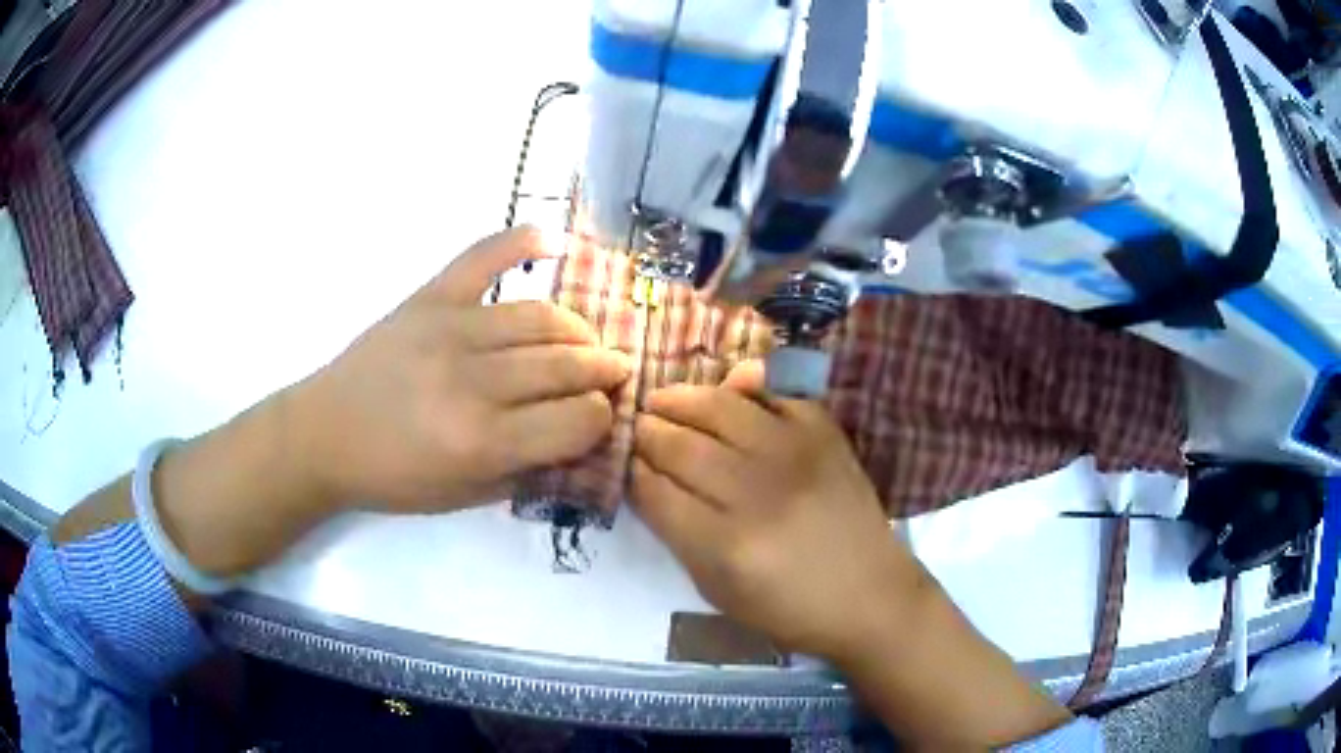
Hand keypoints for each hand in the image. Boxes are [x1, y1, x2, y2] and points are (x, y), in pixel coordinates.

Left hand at [296, 227, 630, 513]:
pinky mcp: (428, 298)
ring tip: (585, 339)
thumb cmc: (393, 477)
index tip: (602, 415)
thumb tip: (579, 438)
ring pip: (539, 316)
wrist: (324, 435)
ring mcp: (450, 328)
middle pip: (565, 364)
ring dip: (577, 328)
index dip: (601, 417)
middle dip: (603, 369)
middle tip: (614, 371)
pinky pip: (482, 257)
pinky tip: (557, 240)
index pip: (575, 419)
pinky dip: (521, 241)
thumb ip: (527, 468)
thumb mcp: (465, 497)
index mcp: (482, 441)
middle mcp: (473, 381)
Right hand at [630, 361, 923, 657]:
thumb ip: (678, 536)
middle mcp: (757, 492)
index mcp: (726, 545)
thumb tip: (647, 483)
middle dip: (647, 432)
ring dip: (681, 399)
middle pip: (681, 446)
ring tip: (662, 401)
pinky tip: (726, 389)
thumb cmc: (790, 609)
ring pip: (719, 408)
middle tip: (636, 427)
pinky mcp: (824, 433)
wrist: (871, 596)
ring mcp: (795, 454)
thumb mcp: (718, 592)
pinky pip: (775, 391)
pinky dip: (746, 383)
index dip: (632, 473)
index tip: (624, 463)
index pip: (656, 491)